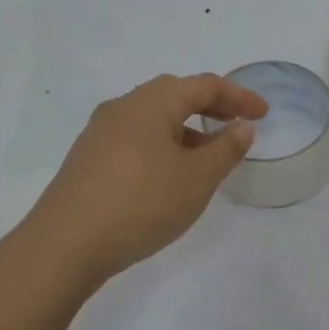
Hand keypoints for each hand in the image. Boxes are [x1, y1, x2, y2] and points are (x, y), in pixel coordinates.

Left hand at [25, 73, 267, 279]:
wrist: (64, 244)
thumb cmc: (141, 203)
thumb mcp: (196, 179)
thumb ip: (225, 150)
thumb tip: (241, 127)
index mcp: (152, 101)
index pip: (204, 85)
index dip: (238, 96)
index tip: (264, 113)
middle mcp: (124, 106)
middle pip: (175, 94)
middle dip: (210, 106)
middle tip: (237, 124)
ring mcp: (100, 131)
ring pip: (152, 117)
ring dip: (185, 128)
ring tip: (207, 155)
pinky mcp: (88, 157)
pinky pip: (135, 137)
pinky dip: (161, 144)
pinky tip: (168, 174)